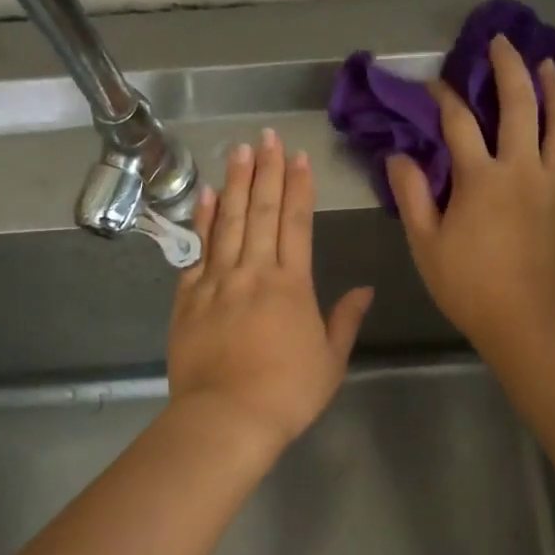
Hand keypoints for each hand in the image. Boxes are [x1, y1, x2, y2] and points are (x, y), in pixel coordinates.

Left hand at [167, 129, 374, 459]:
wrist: (227, 418)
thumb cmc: (287, 393)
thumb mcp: (330, 360)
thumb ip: (345, 319)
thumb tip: (366, 288)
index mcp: (292, 285)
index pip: (295, 223)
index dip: (297, 187)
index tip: (298, 157)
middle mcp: (254, 272)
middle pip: (260, 212)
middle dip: (266, 171)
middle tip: (267, 136)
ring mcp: (217, 282)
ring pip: (228, 222)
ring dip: (234, 183)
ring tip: (238, 150)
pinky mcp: (188, 298)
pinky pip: (196, 251)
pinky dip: (202, 221)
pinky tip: (206, 195)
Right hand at [387, 36, 554, 352]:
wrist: (533, 324)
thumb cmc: (471, 288)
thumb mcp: (427, 245)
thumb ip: (412, 195)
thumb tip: (398, 155)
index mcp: (482, 178)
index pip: (459, 122)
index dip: (442, 97)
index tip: (432, 83)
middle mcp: (524, 168)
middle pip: (520, 103)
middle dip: (508, 67)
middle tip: (500, 41)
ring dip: (553, 86)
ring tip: (545, 64)